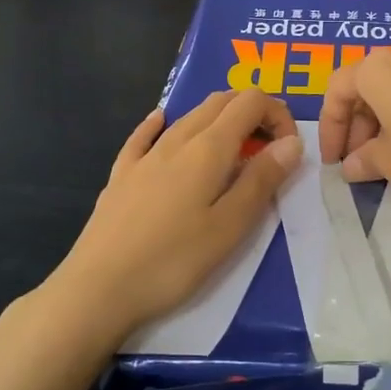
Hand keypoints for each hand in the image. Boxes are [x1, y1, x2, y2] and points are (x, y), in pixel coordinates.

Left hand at [45, 90, 302, 351]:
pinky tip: (161, 121)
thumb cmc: (173, 262)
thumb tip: (292, 141)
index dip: (278, 115)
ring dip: (219, 118)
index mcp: (208, 149)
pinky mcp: (121, 174)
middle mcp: (176, 139)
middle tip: (269, 150)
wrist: (98, 288)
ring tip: (235, 151)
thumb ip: (262, 180)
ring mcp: (144, 155)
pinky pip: (145, 134)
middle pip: (220, 101)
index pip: (251, 102)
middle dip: (253, 113)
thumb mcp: (230, 227)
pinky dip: (164, 122)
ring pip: (187, 115)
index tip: (288, 150)